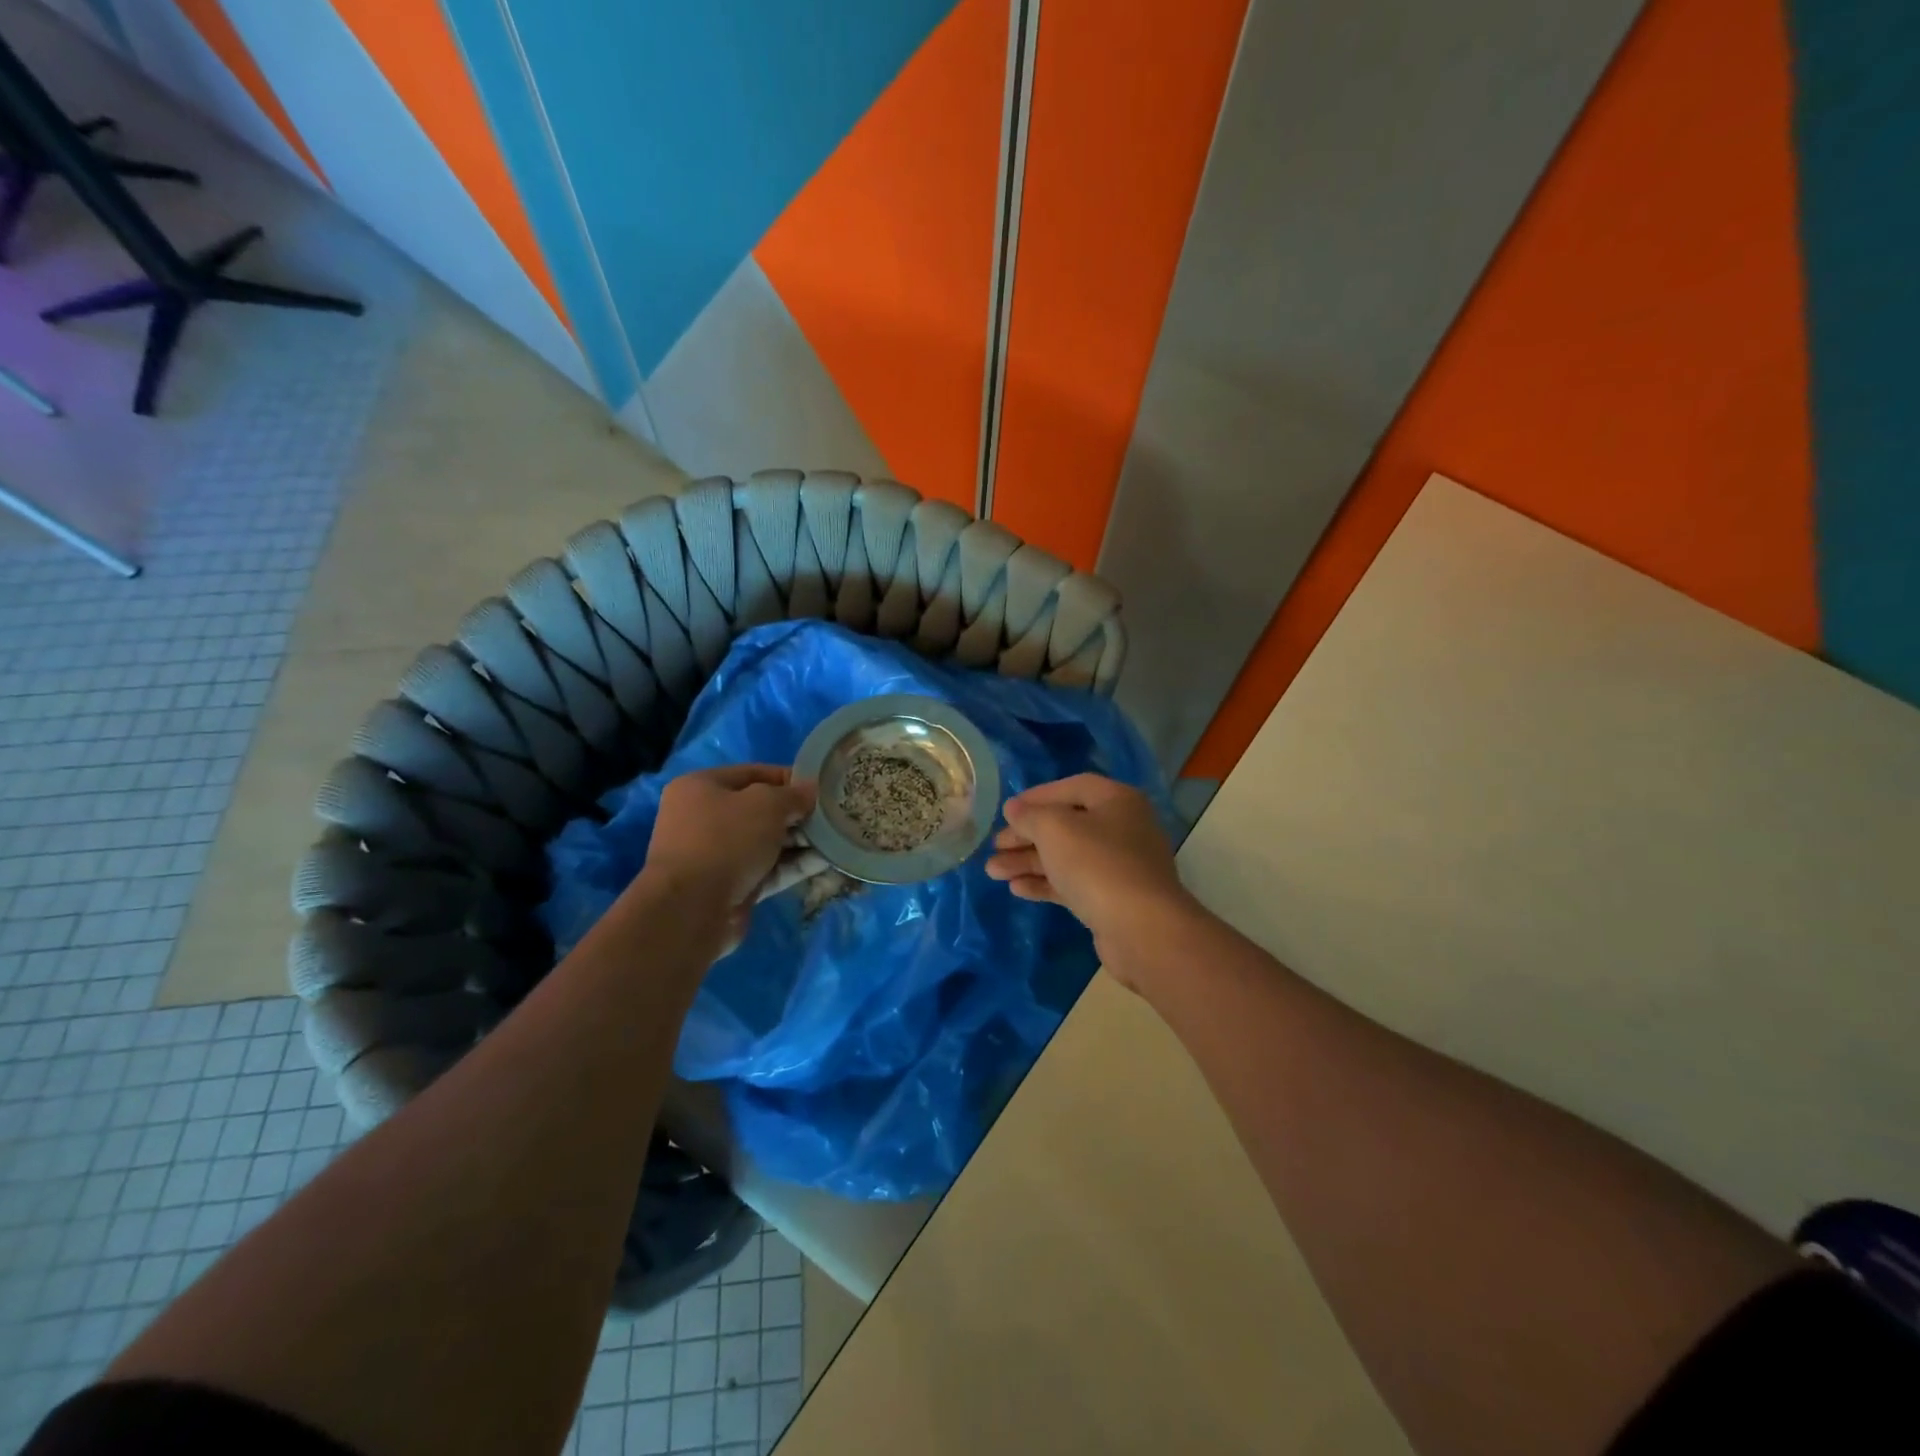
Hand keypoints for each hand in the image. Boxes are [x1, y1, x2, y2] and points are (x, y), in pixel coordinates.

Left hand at [644, 765, 815, 917]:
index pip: (753, 774)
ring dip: (799, 842)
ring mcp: (716, 855)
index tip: (821, 787)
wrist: (692, 909)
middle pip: (760, 810)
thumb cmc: (726, 840)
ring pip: (766, 842)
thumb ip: (793, 795)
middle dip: (796, 814)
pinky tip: (825, 862)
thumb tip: (811, 790)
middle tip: (831, 816)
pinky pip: (767, 870)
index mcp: (701, 787)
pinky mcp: (730, 887)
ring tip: (834, 840)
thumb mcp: (766, 804)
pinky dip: (792, 866)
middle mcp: (704, 818)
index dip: (789, 778)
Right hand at [985, 775, 1192, 964]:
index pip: (1072, 787)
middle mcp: (1122, 828)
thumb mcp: (1055, 829)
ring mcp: (1119, 866)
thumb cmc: (1097, 865)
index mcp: (1117, 801)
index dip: (1037, 796)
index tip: (1007, 811)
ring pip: (1066, 857)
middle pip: (1066, 824)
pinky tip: (1016, 889)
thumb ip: (1030, 816)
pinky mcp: (1112, 899)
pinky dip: (1045, 883)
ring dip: (1029, 862)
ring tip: (993, 871)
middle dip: (1027, 835)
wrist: (1141, 930)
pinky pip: (1073, 883)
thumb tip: (1014, 809)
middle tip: (995, 846)